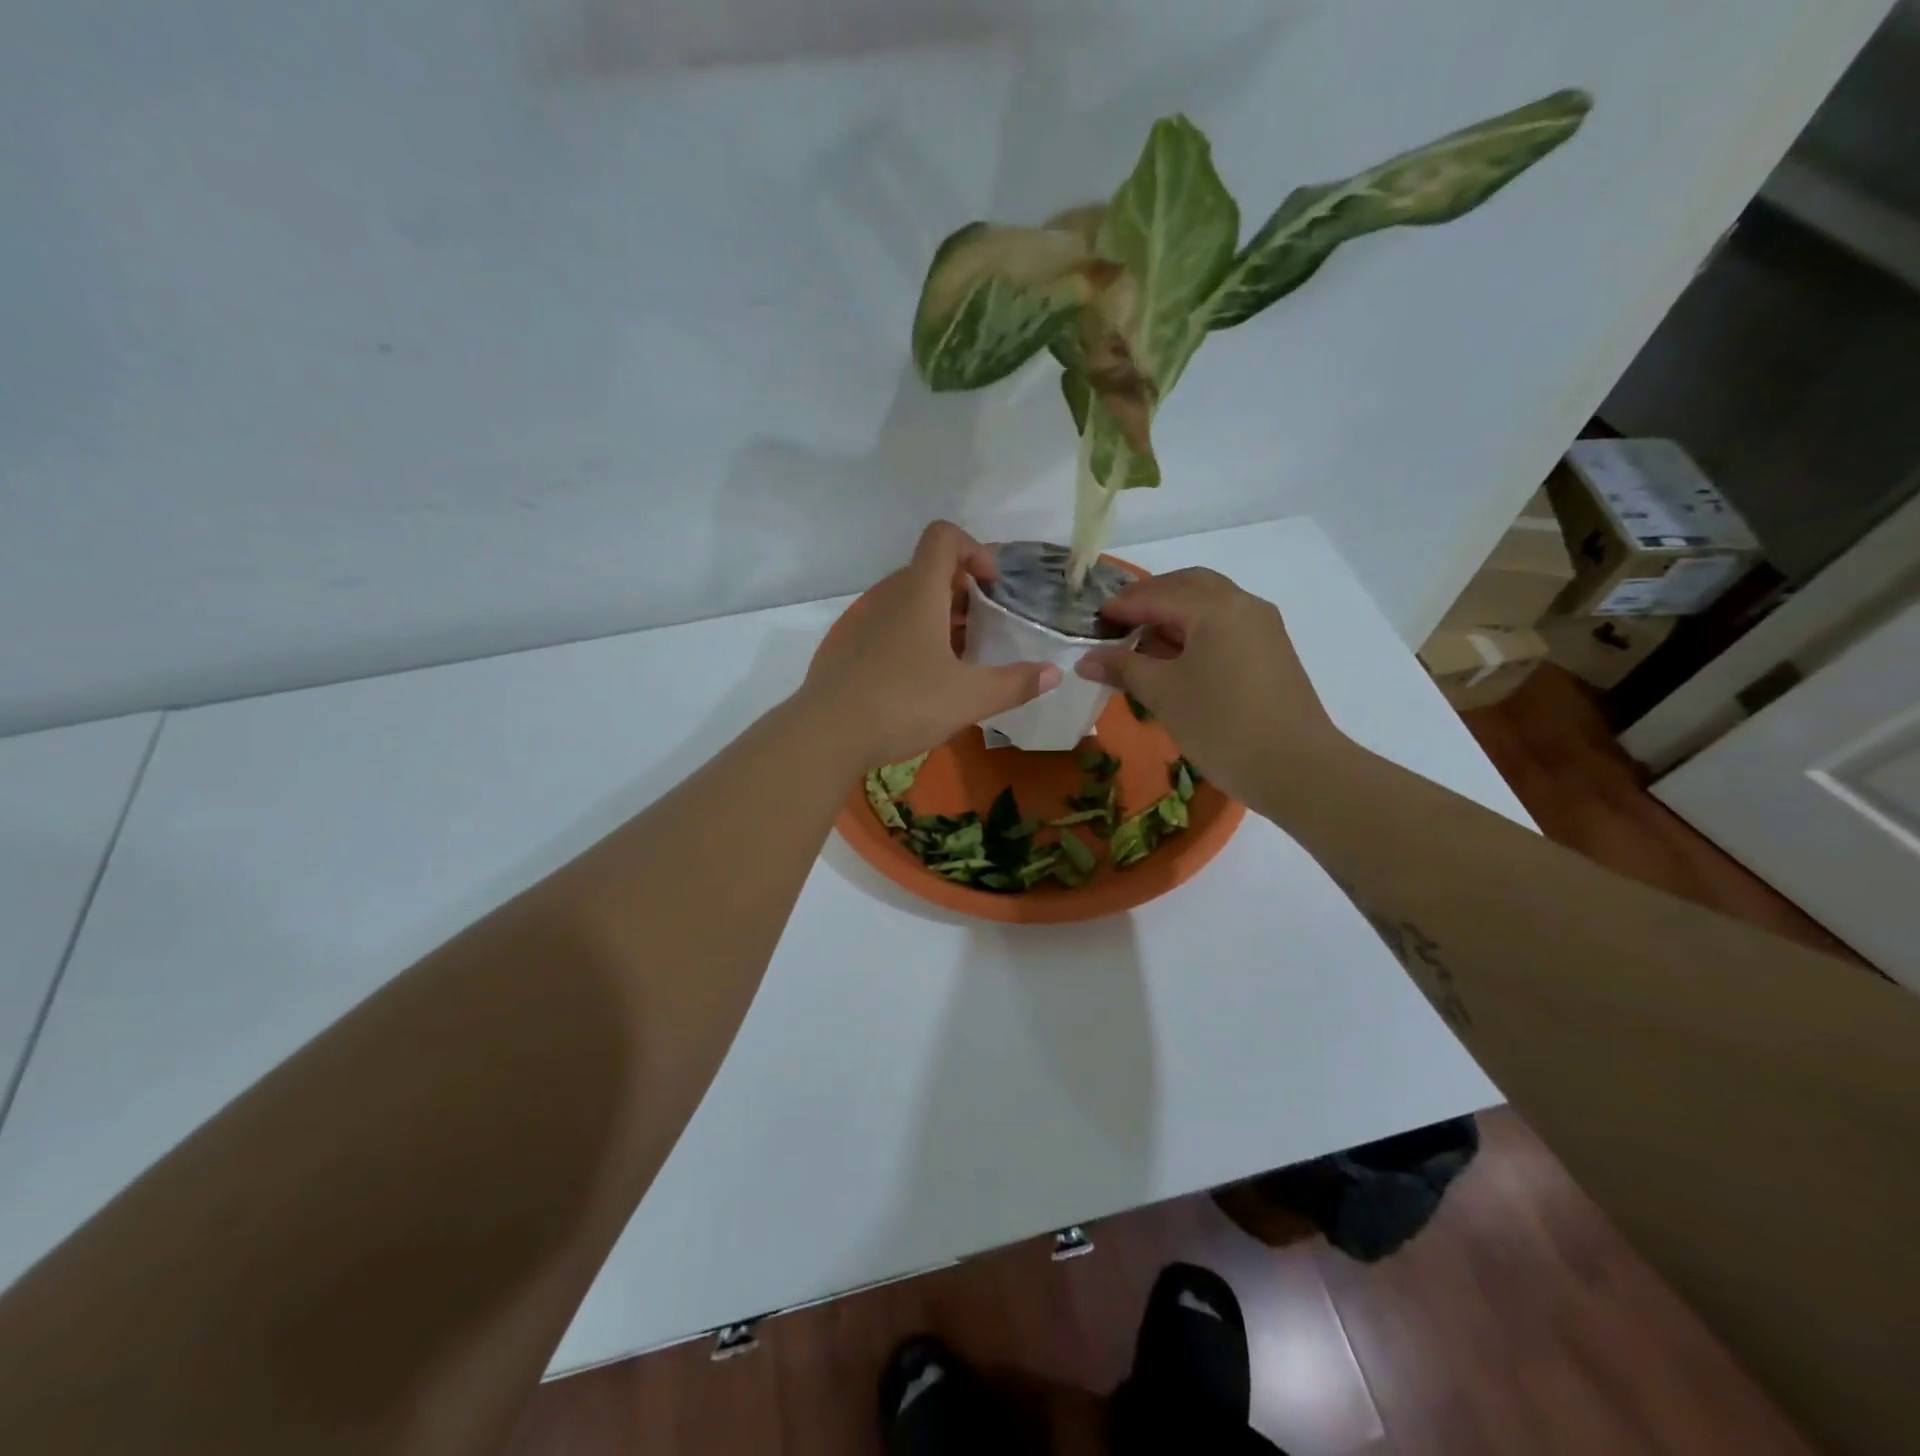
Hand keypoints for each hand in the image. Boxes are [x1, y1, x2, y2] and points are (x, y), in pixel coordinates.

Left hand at [803, 522, 1061, 767]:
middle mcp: (890, 598)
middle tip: (988, 630)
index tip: (994, 587)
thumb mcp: (970, 697)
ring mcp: (865, 623)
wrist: (827, 734)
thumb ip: (1016, 683)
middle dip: (965, 593)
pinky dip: (916, 639)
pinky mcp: (850, 650)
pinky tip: (926, 682)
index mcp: (919, 593)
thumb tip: (1054, 673)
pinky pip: (891, 628)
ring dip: (942, 619)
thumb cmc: (904, 703)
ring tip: (964, 660)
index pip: (943, 536)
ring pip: (911, 604)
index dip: (974, 549)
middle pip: (930, 572)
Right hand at [1076, 568, 1348, 803]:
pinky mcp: (1272, 650)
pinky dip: (1196, 628)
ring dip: (1174, 612)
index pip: (1157, 595)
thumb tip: (1085, 660)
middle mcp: (1243, 604)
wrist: (1296, 768)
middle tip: (1118, 621)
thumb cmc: (1221, 725)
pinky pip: (1226, 623)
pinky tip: (1177, 657)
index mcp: (1215, 607)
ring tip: (1143, 641)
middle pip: (1188, 585)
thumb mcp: (1163, 694)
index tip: (1092, 620)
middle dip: (1150, 598)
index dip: (1121, 607)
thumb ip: (1123, 668)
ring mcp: (1263, 626)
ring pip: (1210, 603)